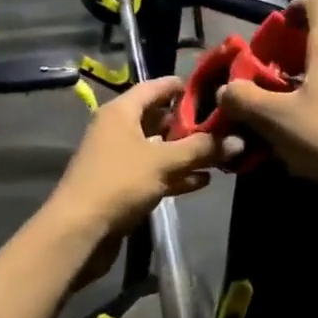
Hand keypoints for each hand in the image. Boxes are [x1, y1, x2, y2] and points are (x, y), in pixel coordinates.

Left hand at [48, 76, 223, 242]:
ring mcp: (119, 159)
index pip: (154, 87)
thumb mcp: (164, 162)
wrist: (80, 230)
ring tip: (221, 153)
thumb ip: (201, 149)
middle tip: (224, 125)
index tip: (212, 89)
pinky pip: (154, 173)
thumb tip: (238, 140)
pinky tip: (203, 180)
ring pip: (158, 149)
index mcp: (121, 112)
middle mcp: (118, 130)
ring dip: (186, 152)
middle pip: (158, 119)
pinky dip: (176, 175)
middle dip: (190, 124)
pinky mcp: (122, 186)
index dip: (182, 87)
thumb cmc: (119, 182)